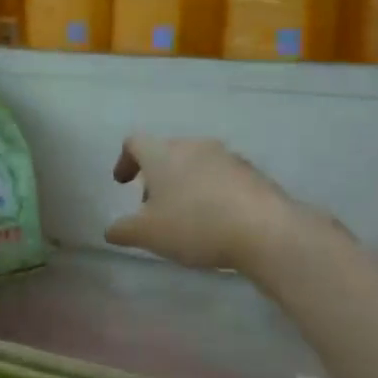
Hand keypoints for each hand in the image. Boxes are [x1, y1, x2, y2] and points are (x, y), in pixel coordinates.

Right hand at [105, 135, 345, 274]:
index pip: (135, 143)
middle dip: (156, 178)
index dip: (124, 161)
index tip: (122, 182)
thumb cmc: (195, 225)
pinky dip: (211, 193)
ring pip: (196, 164)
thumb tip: (111, 230)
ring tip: (185, 217)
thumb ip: (124, 230)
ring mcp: (227, 157)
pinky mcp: (253, 174)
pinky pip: (222, 178)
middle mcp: (194, 146)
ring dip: (184, 184)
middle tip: (152, 207)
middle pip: (167, 153)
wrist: (265, 230)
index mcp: (163, 154)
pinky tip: (215, 221)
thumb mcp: (148, 235)